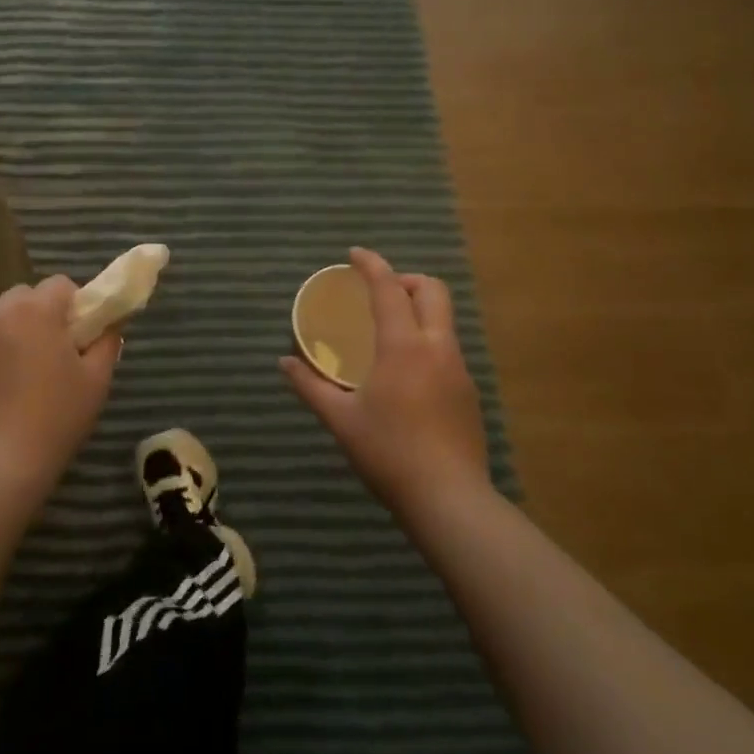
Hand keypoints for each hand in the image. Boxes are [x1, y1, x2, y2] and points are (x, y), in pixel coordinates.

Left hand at [0, 276, 120, 497]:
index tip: (82, 335)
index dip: (76, 304)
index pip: (60, 284)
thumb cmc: (58, 416)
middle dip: (42, 314)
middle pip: (25, 296)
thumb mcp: (97, 378)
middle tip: (56, 352)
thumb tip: (111, 322)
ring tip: (28, 376)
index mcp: (36, 311)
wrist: (1, 462)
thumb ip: (107, 340)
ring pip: (0, 321)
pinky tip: (3, 394)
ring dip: (16, 334)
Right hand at [280, 248, 490, 519]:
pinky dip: (427, 341)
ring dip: (419, 309)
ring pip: (444, 320)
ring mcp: (459, 369)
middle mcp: (437, 348)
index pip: (389, 289)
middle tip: (378, 292)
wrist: (449, 499)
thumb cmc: (388, 453)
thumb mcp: (340, 419)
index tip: (355, 254)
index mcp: (404, 347)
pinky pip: (447, 348)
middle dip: (406, 280)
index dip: (372, 265)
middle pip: (433, 291)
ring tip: (389, 331)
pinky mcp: (469, 392)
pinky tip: (407, 373)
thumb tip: (284, 362)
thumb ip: (310, 386)